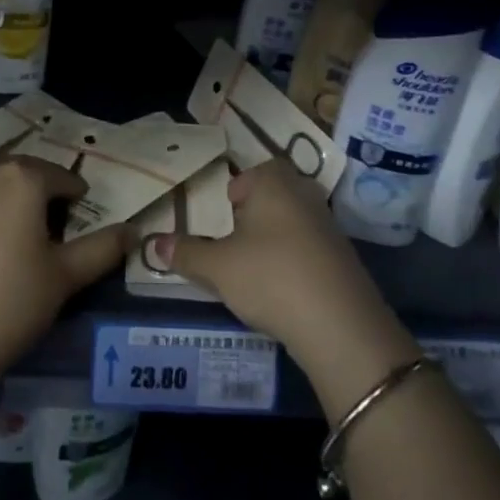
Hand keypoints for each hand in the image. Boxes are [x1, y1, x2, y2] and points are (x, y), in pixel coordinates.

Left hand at [0, 156, 129, 429]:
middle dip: (45, 192)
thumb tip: (133, 231)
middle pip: (28, 172)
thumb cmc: (11, 302)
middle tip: (57, 229)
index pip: (63, 177)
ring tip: (26, 232)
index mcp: (23, 176)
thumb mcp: (65, 276)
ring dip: (16, 195)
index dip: (78, 199)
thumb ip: (103, 248)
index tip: (83, 224)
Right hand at [147, 159, 420, 420]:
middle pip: (273, 195)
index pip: (250, 174)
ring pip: (293, 222)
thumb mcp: (218, 267)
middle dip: (254, 216)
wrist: (340, 325)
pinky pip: (311, 248)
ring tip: (256, 269)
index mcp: (273, 182)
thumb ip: (186, 253)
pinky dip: (296, 261)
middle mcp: (304, 194)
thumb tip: (154, 243)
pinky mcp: (345, 258)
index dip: (234, 193)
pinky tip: (285, 289)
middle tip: (234, 242)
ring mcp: (329, 225)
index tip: (222, 219)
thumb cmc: (270, 277)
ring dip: (276, 240)